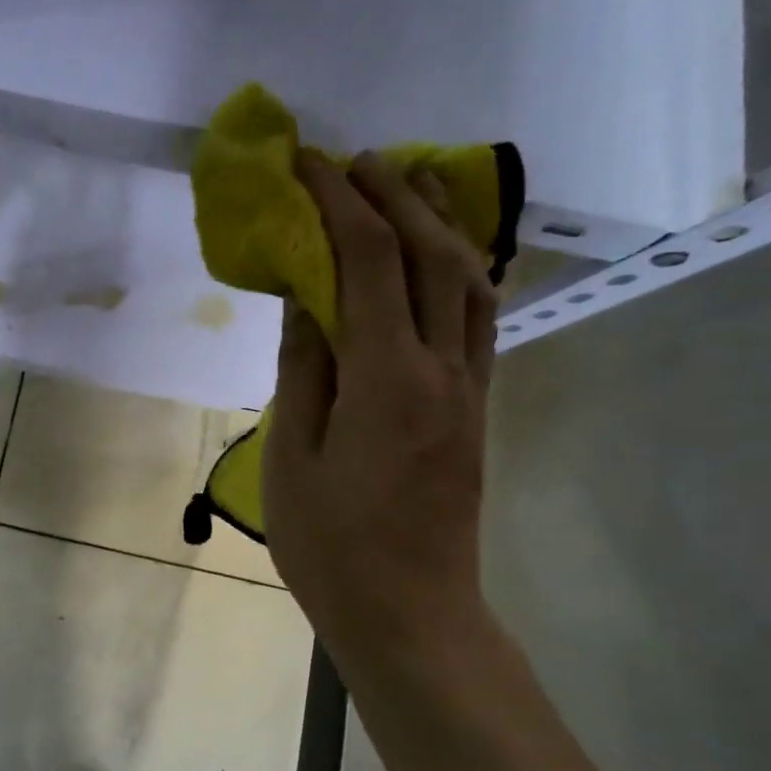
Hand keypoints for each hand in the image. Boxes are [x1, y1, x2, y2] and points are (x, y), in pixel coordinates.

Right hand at [263, 150, 497, 677]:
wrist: (411, 613)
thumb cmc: (331, 545)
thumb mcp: (293, 455)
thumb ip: (303, 369)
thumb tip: (304, 296)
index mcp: (387, 380)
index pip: (367, 263)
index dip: (339, 203)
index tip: (309, 163)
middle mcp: (442, 369)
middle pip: (428, 257)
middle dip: (393, 195)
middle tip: (358, 156)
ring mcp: (469, 388)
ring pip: (468, 280)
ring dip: (439, 221)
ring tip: (411, 179)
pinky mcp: (477, 407)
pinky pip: (478, 317)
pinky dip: (460, 267)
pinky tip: (442, 253)